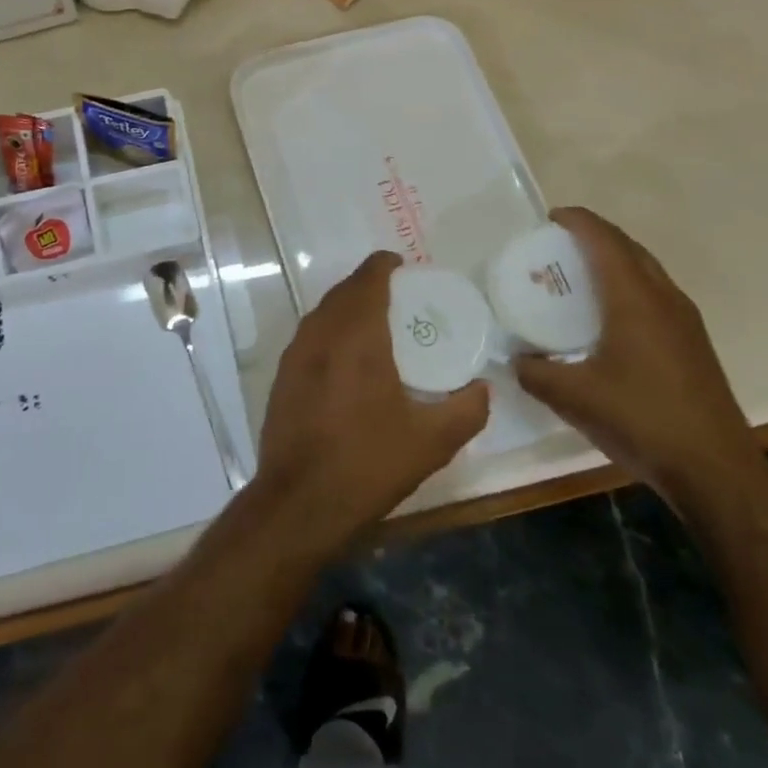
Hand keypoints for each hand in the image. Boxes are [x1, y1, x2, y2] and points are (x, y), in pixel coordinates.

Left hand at [252, 252, 488, 557]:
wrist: (298, 503)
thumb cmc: (367, 463)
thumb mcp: (430, 442)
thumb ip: (465, 410)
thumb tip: (484, 388)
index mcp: (357, 334)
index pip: (368, 278)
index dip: (385, 264)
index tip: (404, 266)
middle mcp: (321, 332)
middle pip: (345, 290)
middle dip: (369, 284)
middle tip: (398, 296)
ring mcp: (296, 352)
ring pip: (324, 311)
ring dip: (348, 306)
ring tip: (375, 322)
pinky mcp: (283, 375)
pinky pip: (311, 335)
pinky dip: (331, 330)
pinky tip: (346, 358)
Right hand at [513, 208, 762, 499]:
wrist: (717, 473)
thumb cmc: (643, 421)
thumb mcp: (574, 398)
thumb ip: (536, 373)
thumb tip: (515, 360)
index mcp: (634, 298)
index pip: (603, 239)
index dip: (576, 220)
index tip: (549, 218)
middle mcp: (664, 297)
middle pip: (628, 246)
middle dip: (594, 235)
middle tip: (559, 245)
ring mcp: (685, 320)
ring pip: (646, 269)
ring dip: (615, 259)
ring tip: (582, 275)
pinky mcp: (694, 343)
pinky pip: (656, 293)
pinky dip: (630, 285)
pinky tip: (611, 317)